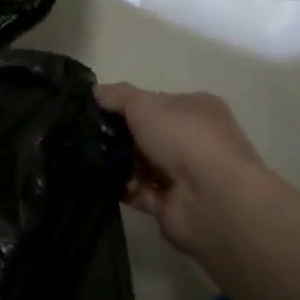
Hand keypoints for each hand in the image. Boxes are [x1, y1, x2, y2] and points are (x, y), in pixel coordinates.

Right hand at [95, 84, 267, 255]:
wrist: (213, 199)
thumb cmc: (183, 139)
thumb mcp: (144, 104)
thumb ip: (117, 96)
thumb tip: (95, 94)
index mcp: (195, 109)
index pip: (153, 103)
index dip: (124, 105)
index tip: (94, 111)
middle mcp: (193, 140)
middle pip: (144, 135)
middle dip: (116, 137)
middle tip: (86, 138)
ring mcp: (184, 174)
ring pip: (138, 164)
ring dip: (116, 164)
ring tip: (91, 161)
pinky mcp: (171, 204)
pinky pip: (138, 192)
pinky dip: (122, 188)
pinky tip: (106, 183)